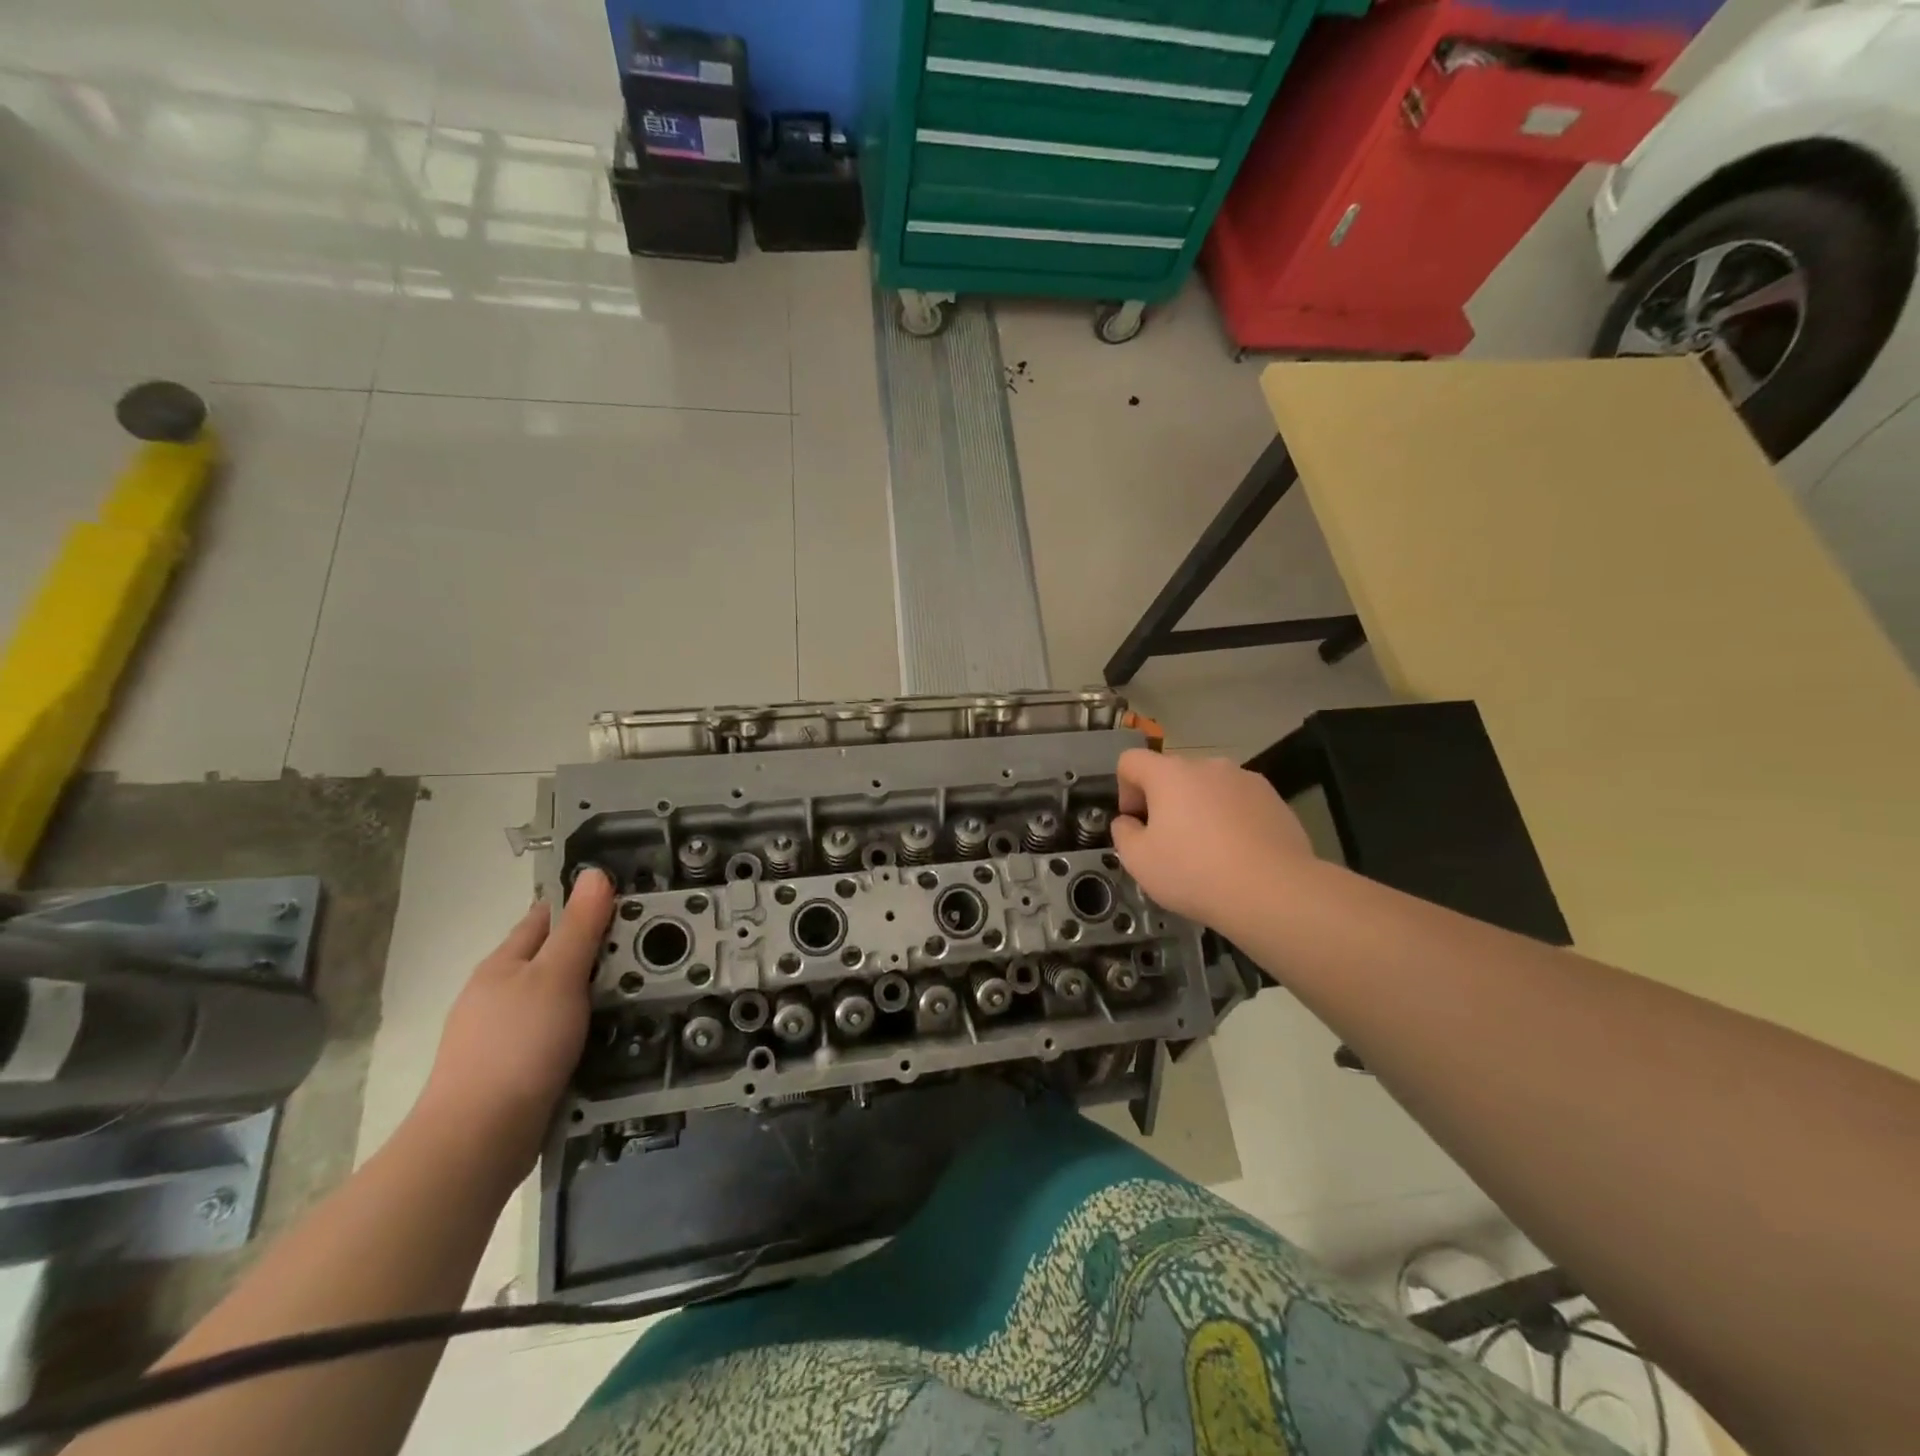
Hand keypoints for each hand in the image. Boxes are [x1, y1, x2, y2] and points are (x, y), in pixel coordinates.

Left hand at [413, 868, 614, 1170]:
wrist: (478, 1140)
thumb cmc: (519, 1045)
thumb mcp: (558, 976)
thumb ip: (580, 926)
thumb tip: (595, 873)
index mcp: (503, 963)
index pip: (545, 917)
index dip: (582, 905)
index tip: (627, 904)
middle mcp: (497, 994)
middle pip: (551, 959)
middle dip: (592, 952)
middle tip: (645, 950)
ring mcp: (500, 1035)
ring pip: (554, 999)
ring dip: (588, 994)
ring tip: (635, 993)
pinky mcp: (511, 1071)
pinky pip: (554, 1035)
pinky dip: (580, 1029)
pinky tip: (604, 1037)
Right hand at [1111, 749, 1315, 933]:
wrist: (1273, 891)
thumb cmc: (1194, 872)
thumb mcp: (1138, 861)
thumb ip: (1123, 833)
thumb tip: (1129, 821)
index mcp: (1169, 774)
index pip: (1131, 761)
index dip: (1124, 790)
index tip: (1137, 824)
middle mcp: (1207, 765)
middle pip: (1172, 775)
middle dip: (1164, 803)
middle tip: (1170, 845)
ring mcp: (1245, 779)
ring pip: (1208, 788)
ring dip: (1199, 810)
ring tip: (1209, 852)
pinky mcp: (1274, 799)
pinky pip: (1238, 802)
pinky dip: (1230, 820)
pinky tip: (1238, 854)